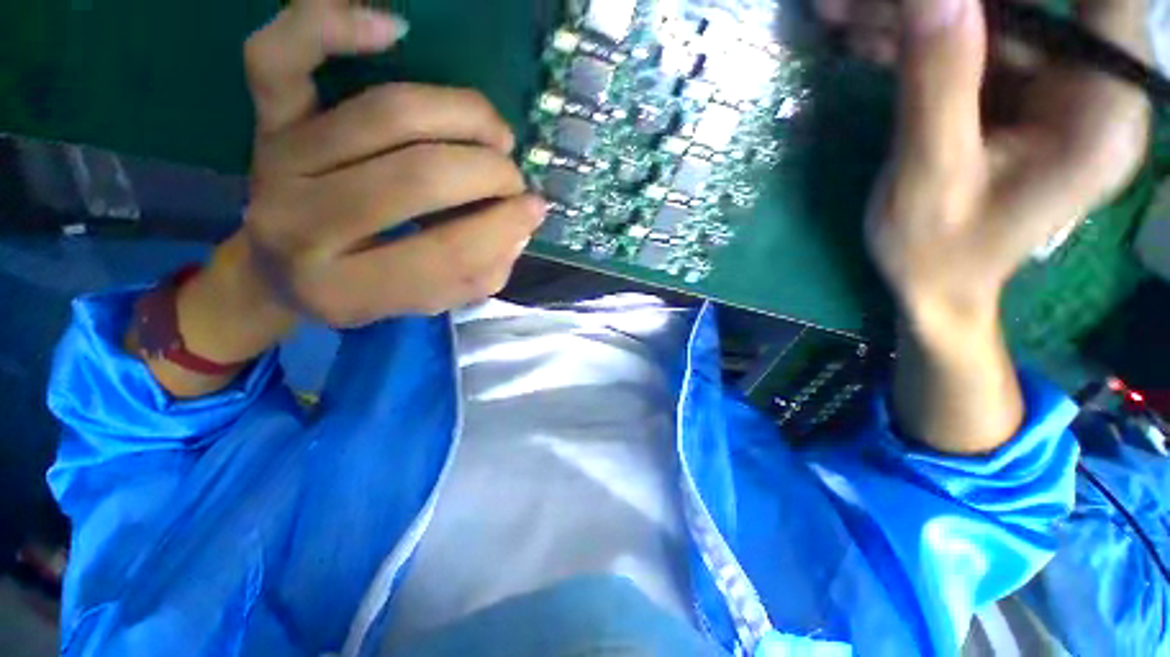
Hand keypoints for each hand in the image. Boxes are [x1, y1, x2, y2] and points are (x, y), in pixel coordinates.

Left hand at [139, 0, 545, 396]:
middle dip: (489, 174)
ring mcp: (280, 164)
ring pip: (387, 113)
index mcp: (347, 291)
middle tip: (512, 179)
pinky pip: (280, 56)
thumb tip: (522, 223)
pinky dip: (331, 26)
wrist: (279, 270)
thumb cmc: (363, 291)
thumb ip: (481, 274)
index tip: (534, 209)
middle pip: (420, 177)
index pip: (446, 255)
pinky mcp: (266, 121)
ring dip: (464, 116)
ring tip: (496, 134)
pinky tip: (392, 29)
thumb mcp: (429, 303)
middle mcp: (302, 226)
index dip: (504, 228)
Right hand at [816, 0, 1150, 451]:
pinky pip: (968, 41)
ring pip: (992, 13)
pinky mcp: (1016, 89)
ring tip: (839, 11)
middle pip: (1037, 0)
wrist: (936, 284)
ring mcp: (1052, 83)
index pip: (1106, 3)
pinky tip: (857, 30)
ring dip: (916, 11)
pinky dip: (913, 34)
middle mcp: (1090, 84)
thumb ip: (940, 86)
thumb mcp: (930, 179)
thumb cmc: (938, 253)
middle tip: (861, 2)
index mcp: (1099, 114)